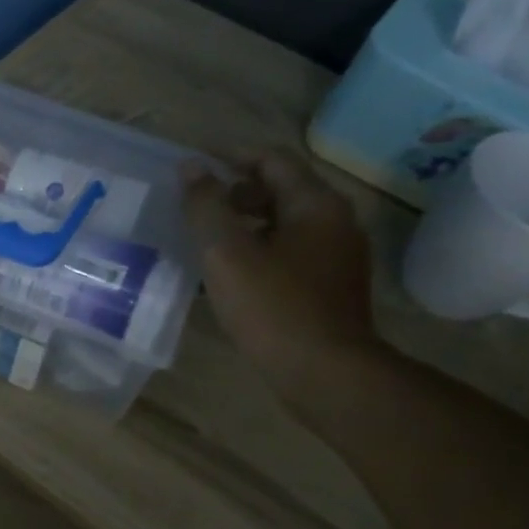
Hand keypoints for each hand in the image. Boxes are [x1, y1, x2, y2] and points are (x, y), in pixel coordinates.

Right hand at [180, 150, 382, 409]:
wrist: (325, 373)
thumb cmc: (273, 307)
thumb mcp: (227, 253)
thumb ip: (206, 206)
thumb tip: (190, 167)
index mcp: (315, 204)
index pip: (272, 160)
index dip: (230, 155)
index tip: (194, 164)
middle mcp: (334, 222)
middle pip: (281, 190)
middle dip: (236, 192)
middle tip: (197, 206)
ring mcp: (337, 257)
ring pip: (285, 225)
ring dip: (245, 225)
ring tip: (206, 241)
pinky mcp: (330, 288)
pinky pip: (290, 254)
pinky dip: (259, 252)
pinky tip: (231, 276)